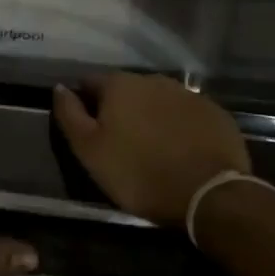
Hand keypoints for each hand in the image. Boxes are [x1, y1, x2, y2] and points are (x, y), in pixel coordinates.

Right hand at [52, 74, 253, 228]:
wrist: (209, 195)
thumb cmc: (139, 173)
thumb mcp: (90, 151)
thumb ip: (70, 115)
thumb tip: (59, 87)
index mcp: (120, 84)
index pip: (91, 82)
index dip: (85, 103)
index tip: (88, 129)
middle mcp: (154, 80)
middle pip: (127, 89)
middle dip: (120, 108)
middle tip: (120, 141)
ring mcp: (188, 94)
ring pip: (158, 100)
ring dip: (151, 116)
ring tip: (151, 146)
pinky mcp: (215, 113)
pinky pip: (187, 114)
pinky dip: (179, 126)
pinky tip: (180, 149)